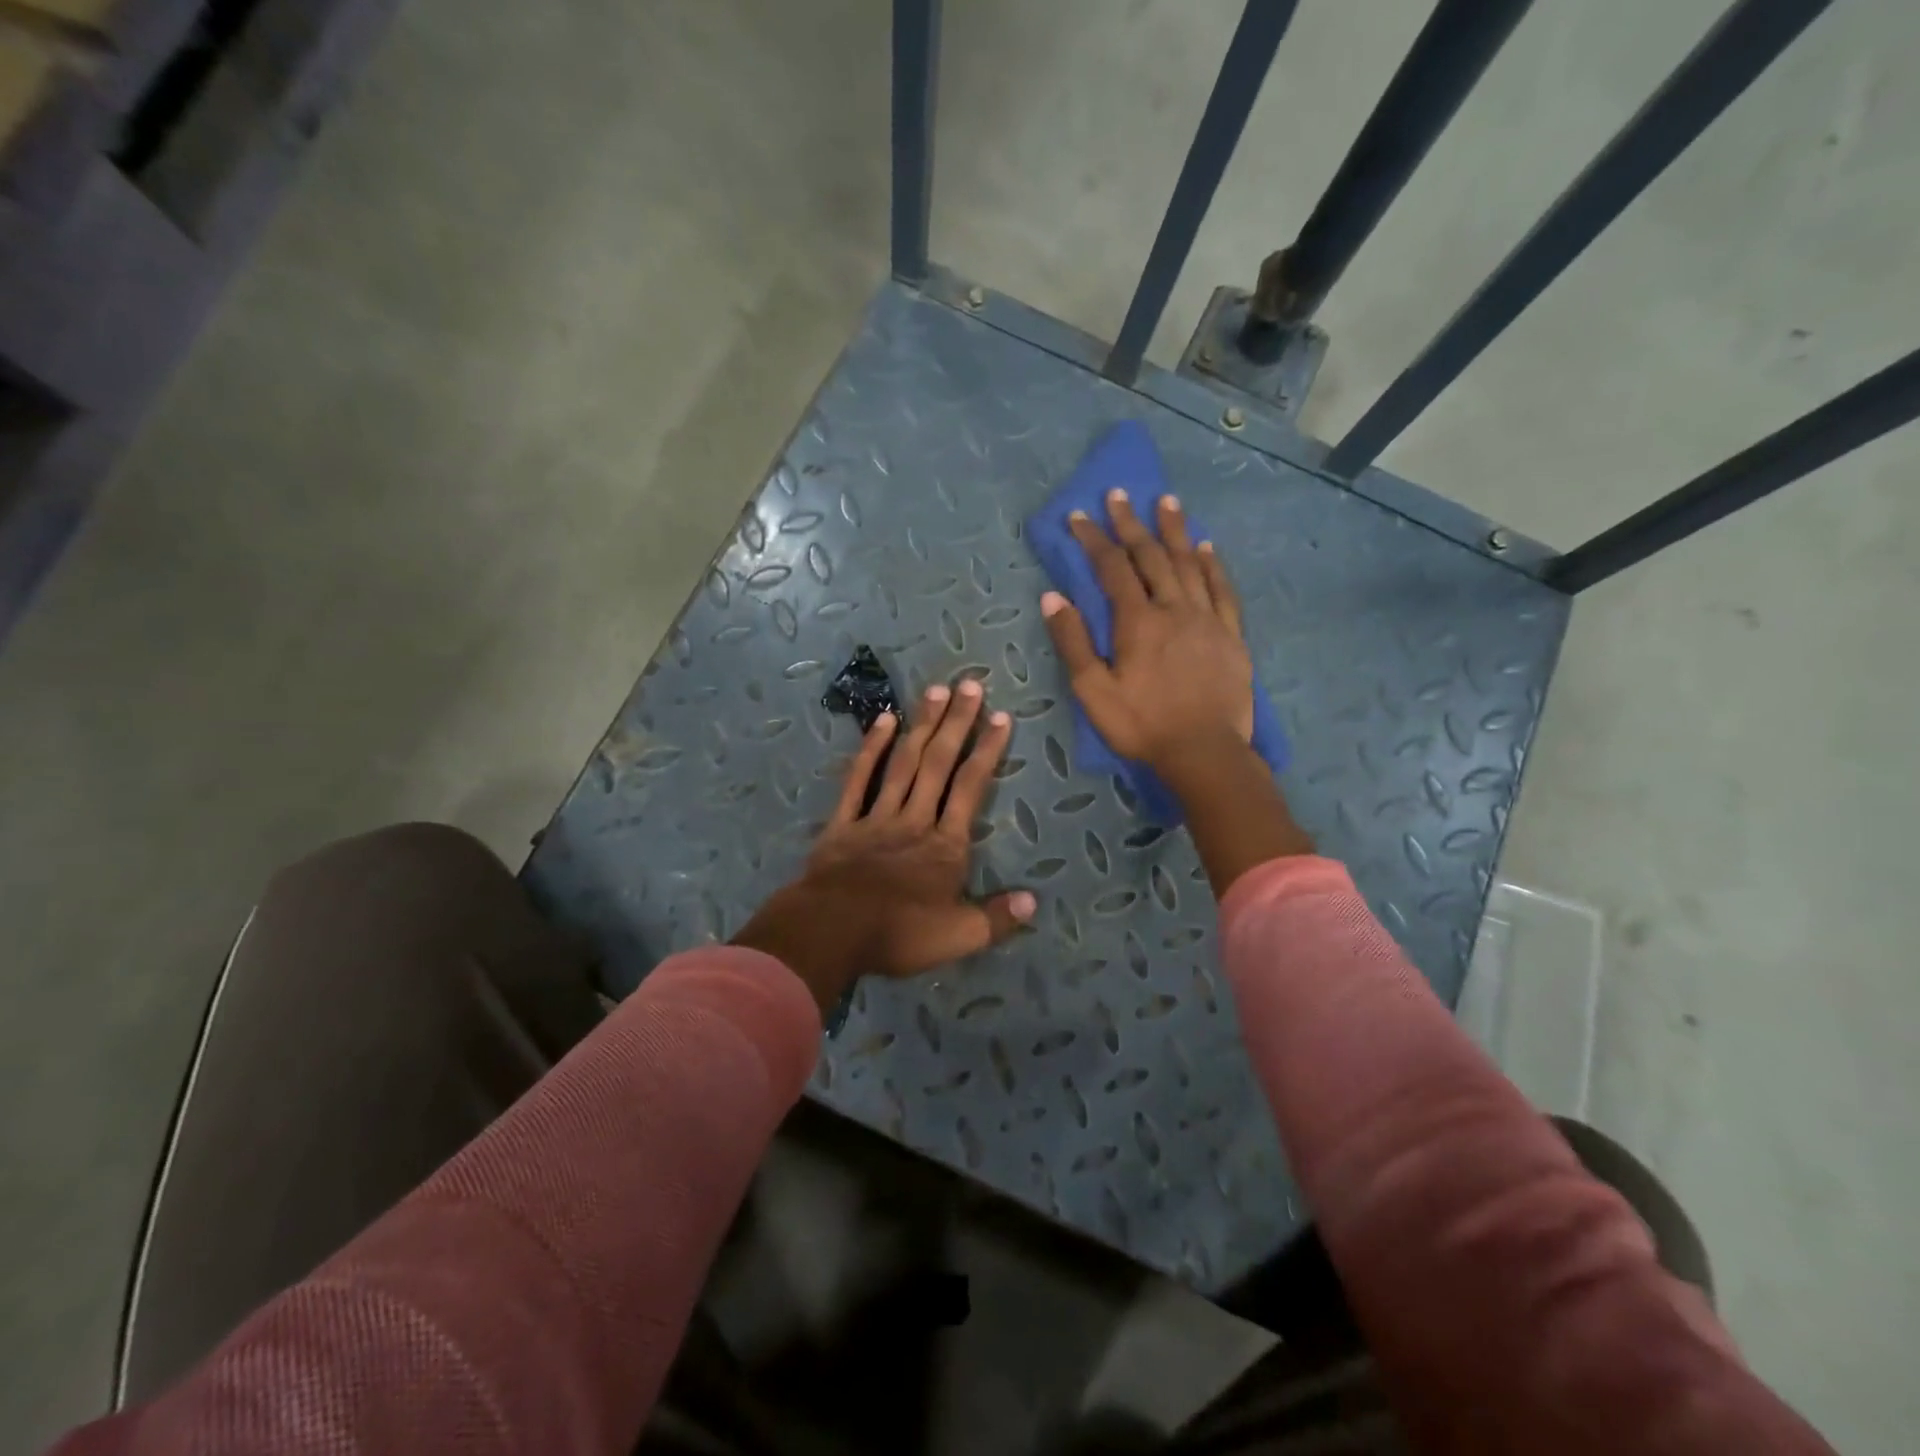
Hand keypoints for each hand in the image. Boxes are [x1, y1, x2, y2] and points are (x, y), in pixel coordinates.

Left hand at [733, 679, 1037, 1009]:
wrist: (831, 932)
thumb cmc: (898, 934)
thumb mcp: (958, 937)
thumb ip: (996, 919)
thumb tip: (1033, 902)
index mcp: (946, 845)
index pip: (971, 788)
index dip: (987, 751)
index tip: (1001, 718)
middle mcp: (915, 819)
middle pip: (939, 763)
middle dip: (957, 723)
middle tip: (970, 685)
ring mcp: (877, 816)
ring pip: (904, 763)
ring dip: (922, 725)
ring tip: (936, 690)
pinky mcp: (843, 822)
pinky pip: (859, 779)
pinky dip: (872, 749)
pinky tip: (884, 720)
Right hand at [1046, 489, 1312, 891]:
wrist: (1205, 752)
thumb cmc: (1142, 725)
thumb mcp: (1093, 691)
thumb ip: (1073, 642)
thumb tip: (1053, 597)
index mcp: (1137, 621)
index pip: (1112, 568)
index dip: (1094, 539)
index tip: (1079, 516)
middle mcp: (1174, 608)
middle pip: (1151, 556)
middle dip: (1131, 524)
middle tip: (1120, 494)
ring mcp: (1207, 619)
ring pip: (1189, 563)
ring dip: (1175, 531)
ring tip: (1167, 501)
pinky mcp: (1231, 635)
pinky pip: (1222, 589)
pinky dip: (1212, 564)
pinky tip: (1206, 547)